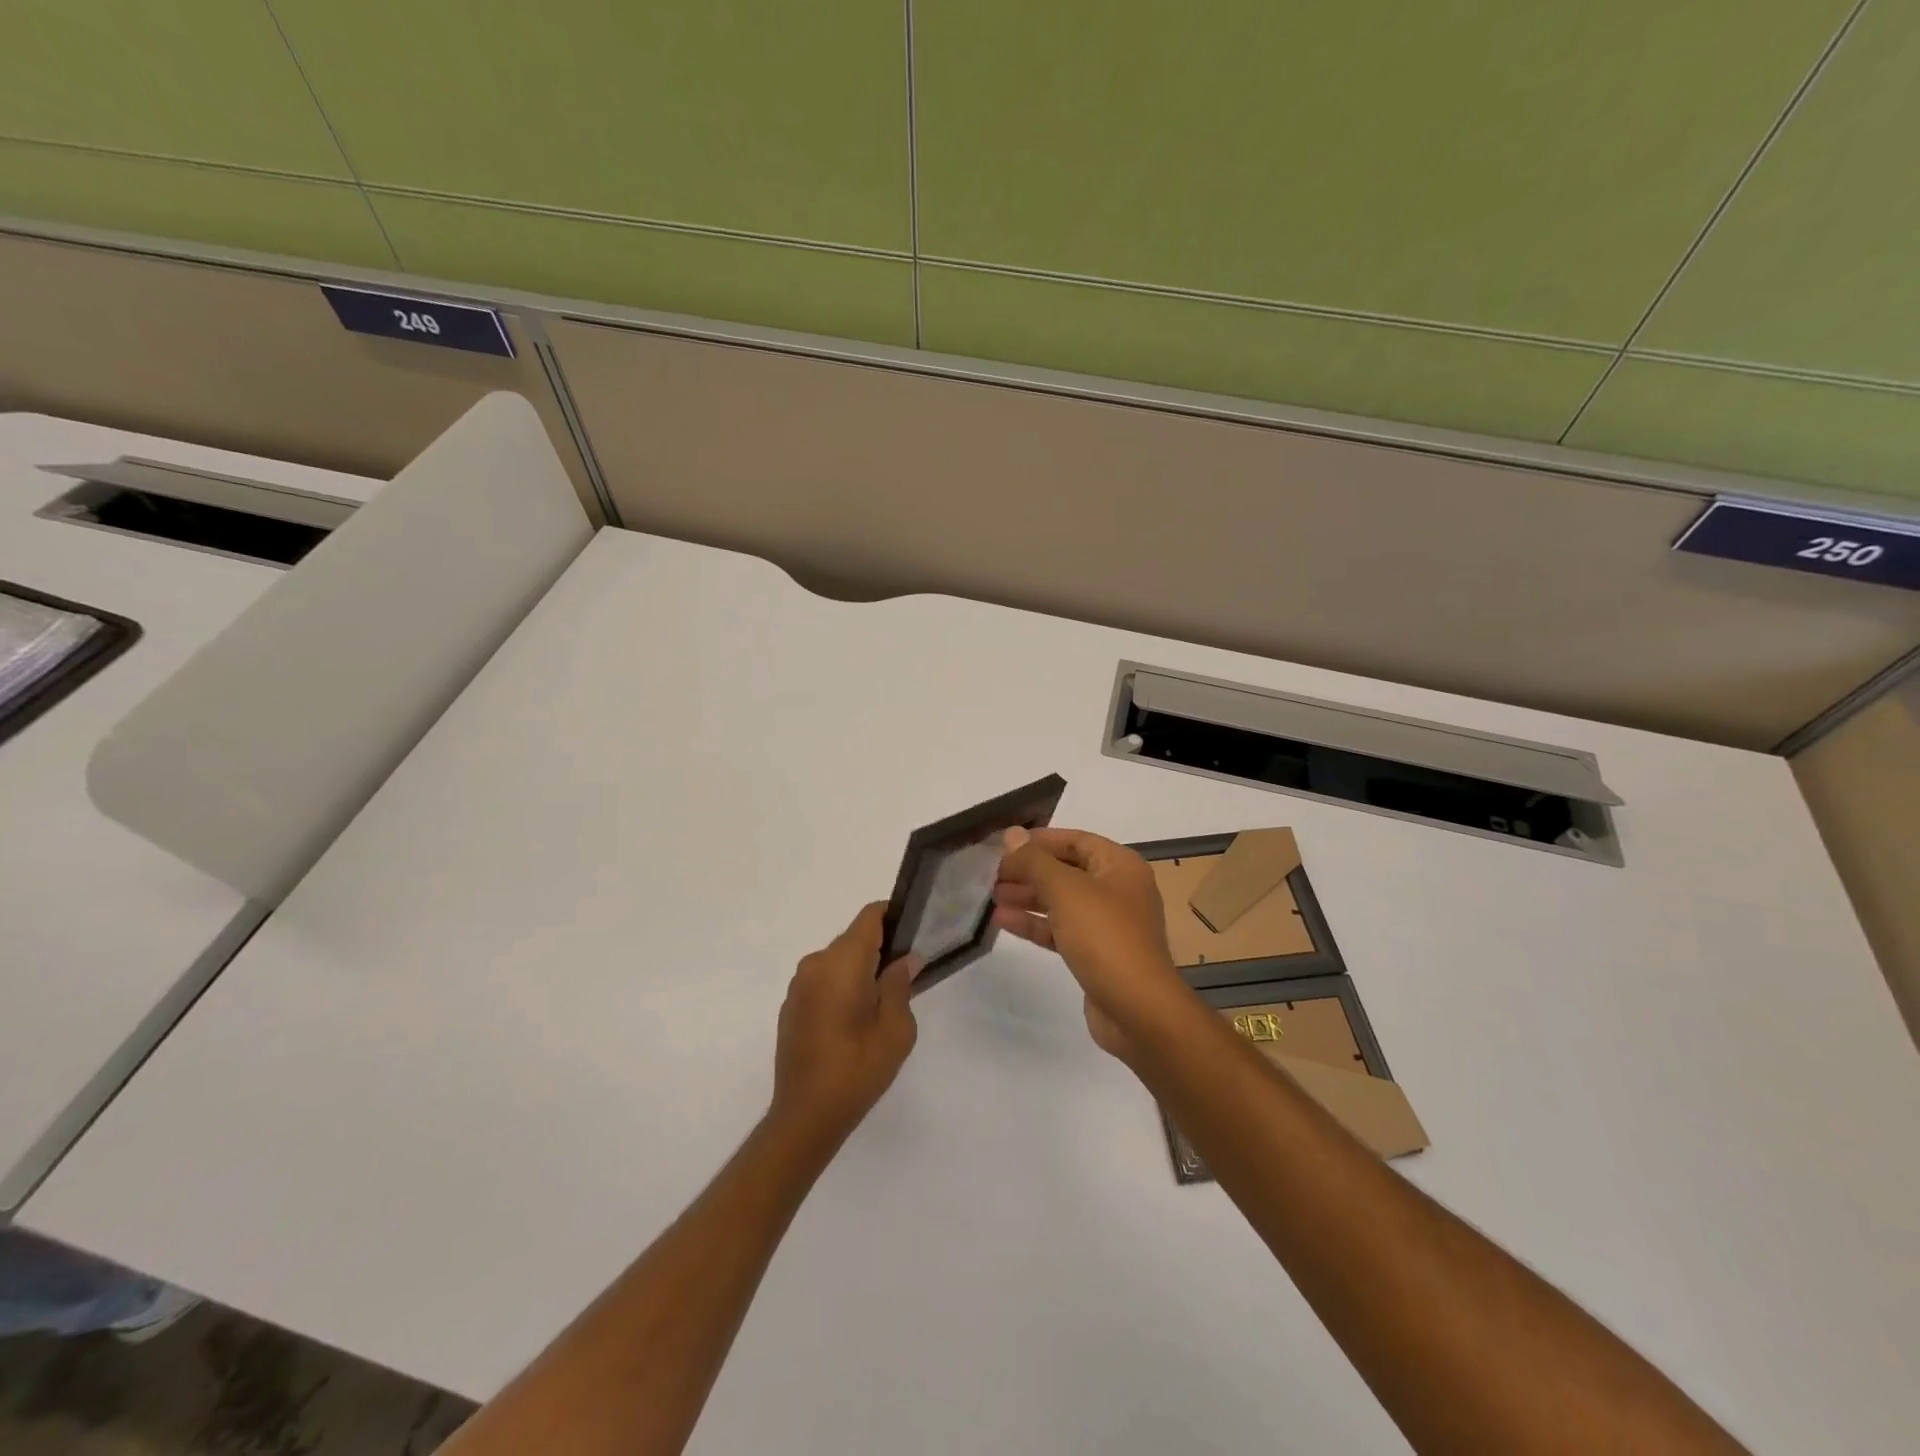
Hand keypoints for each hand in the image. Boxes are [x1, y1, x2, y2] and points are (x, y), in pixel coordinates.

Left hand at [769, 903, 917, 1151]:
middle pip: (854, 938)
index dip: (894, 916)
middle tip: (906, 975)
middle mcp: (815, 964)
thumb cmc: (858, 1068)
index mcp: (841, 962)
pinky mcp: (791, 1005)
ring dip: (860, 970)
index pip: (869, 917)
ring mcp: (799, 985)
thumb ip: (901, 984)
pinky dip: (842, 987)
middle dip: (880, 949)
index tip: (914, 932)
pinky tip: (855, 1020)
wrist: (806, 1116)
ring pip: (838, 960)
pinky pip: (823, 980)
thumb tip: (906, 959)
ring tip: (882, 1002)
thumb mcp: (896, 1028)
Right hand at [993, 827, 1194, 1060]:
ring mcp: (1108, 924)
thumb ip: (1035, 861)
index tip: (1004, 845)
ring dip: (1028, 897)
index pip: (1075, 840)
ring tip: (992, 897)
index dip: (1039, 840)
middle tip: (992, 874)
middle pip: (1066, 870)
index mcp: (1120, 866)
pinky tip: (1004, 921)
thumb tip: (1011, 834)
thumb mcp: (1066, 890)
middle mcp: (1118, 890)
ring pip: (1061, 902)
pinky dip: (1035, 924)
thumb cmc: (1105, 937)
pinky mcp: (1096, 954)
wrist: (1138, 1010)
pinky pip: (1061, 929)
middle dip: (1030, 871)